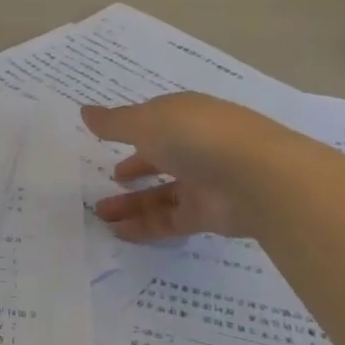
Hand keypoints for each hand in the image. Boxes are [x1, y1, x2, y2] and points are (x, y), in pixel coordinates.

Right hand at [82, 92, 320, 243]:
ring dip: (131, 203)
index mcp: (184, 115)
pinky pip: (172, 220)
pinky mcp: (210, 214)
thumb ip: (114, 122)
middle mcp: (196, 146)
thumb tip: (85, 111)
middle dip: (132, 168)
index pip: (155, 121)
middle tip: (105, 181)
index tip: (108, 140)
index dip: (132, 129)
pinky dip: (146, 226)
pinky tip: (120, 233)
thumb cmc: (196, 137)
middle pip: (159, 158)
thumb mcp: (146, 122)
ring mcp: (205, 181)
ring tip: (100, 215)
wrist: (259, 179)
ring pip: (162, 193)